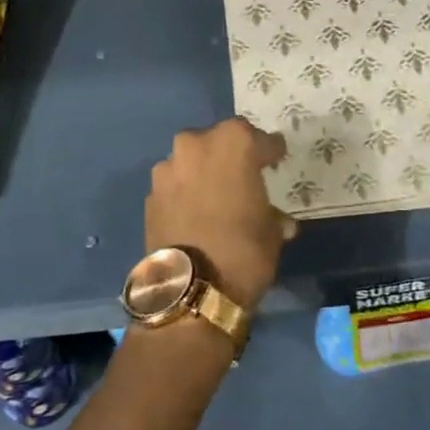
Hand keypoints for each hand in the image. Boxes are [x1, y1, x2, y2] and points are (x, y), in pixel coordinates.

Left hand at [145, 119, 296, 309]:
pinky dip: (185, 193)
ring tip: (216, 197)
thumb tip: (279, 220)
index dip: (272, 152)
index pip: (262, 139)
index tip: (277, 162)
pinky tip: (195, 214)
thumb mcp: (273, 231)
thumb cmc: (244, 250)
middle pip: (221, 141)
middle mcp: (197, 144)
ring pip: (193, 160)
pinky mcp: (151, 193)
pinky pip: (175, 185)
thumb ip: (273, 214)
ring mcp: (169, 168)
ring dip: (204, 172)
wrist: (190, 289)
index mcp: (235, 142)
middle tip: (244, 177)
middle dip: (232, 155)